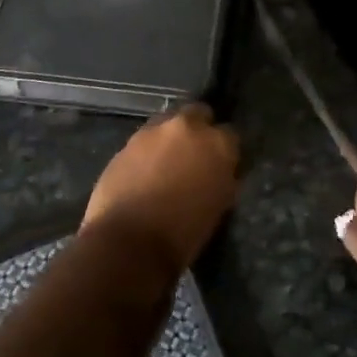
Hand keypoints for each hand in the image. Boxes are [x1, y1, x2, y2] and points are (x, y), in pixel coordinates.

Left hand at [83, 104, 239, 272]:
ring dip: (170, 138)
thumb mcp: (219, 205)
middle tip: (194, 154)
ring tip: (166, 163)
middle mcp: (187, 128)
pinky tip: (144, 172)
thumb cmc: (184, 232)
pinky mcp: (126, 143)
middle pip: (198, 114)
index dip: (225, 149)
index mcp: (218, 144)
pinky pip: (143, 141)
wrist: (130, 242)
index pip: (230, 134)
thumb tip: (221, 171)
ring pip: (167, 124)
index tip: (221, 163)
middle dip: (198, 129)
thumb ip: (223, 177)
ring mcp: (153, 132)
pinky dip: (147, 152)